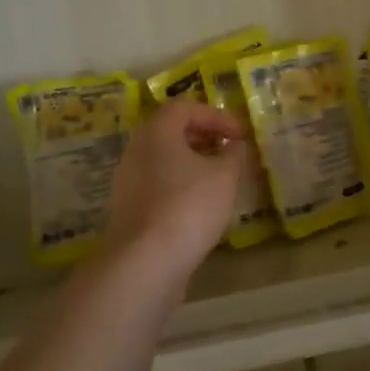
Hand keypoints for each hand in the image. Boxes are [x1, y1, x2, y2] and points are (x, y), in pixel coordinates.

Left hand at [101, 100, 247, 278]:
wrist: (144, 263)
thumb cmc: (188, 206)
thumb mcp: (225, 176)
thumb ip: (234, 154)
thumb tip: (235, 145)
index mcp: (157, 131)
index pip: (186, 107)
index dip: (217, 116)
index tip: (241, 136)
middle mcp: (136, 150)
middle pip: (171, 132)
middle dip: (204, 137)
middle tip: (230, 152)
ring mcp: (128, 181)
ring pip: (164, 160)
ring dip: (193, 164)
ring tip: (220, 180)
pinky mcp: (129, 210)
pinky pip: (158, 186)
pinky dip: (181, 187)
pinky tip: (201, 207)